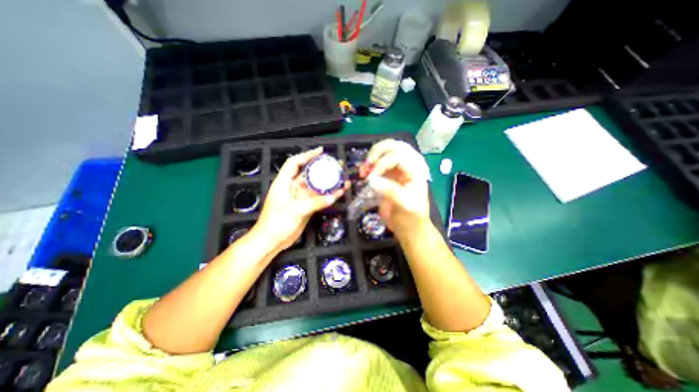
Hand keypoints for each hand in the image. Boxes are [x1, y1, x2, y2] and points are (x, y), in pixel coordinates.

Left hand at [253, 147, 347, 250]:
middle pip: (308, 173)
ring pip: (316, 186)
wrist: (271, 241)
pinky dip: (328, 195)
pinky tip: (339, 193)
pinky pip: (319, 198)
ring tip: (342, 179)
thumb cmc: (276, 223)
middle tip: (337, 165)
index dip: (306, 155)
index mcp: (284, 183)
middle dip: (322, 168)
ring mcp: (300, 198)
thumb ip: (314, 203)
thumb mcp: (294, 211)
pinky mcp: (306, 206)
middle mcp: (292, 188)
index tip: (320, 151)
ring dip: (328, 183)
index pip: (294, 163)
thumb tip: (333, 197)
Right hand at [360, 139, 431, 240]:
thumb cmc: (411, 218)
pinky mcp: (387, 176)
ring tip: (364, 170)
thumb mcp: (405, 205)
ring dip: (371, 157)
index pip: (399, 156)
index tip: (371, 179)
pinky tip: (363, 172)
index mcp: (416, 170)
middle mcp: (407, 166)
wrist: (409, 229)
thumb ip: (390, 191)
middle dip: (377, 152)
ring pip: (384, 152)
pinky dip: (368, 165)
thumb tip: (371, 180)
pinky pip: (377, 163)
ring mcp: (397, 170)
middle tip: (367, 165)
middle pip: (393, 146)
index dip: (383, 163)